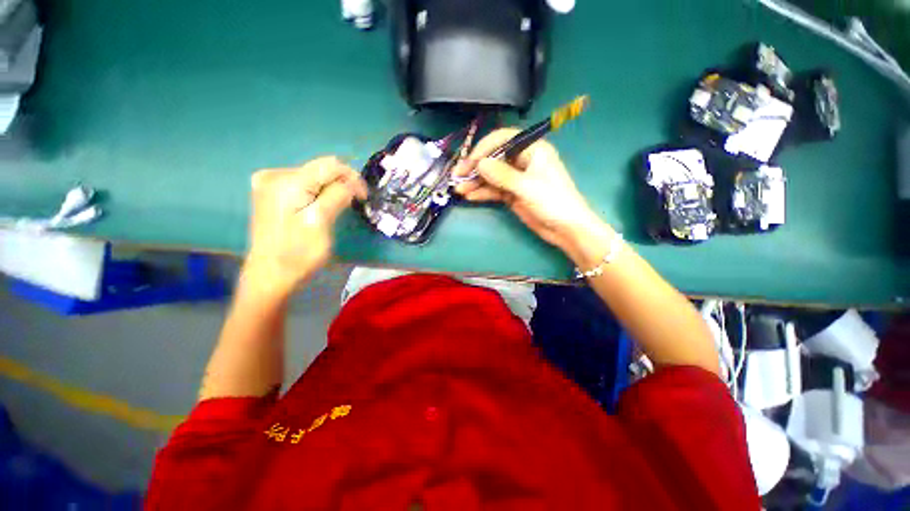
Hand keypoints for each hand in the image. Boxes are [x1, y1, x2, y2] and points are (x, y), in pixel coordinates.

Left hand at [245, 157, 366, 295]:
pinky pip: (302, 184)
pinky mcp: (270, 193)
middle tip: (355, 203)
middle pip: (320, 169)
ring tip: (339, 207)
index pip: (329, 165)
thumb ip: (337, 196)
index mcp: (287, 182)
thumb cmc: (298, 253)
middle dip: (342, 183)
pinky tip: (320, 206)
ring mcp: (268, 183)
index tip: (364, 197)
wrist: (270, 275)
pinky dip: (317, 192)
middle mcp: (274, 175)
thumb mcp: (321, 222)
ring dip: (330, 189)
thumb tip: (352, 183)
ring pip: (313, 177)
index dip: (352, 177)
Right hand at [453, 128, 608, 255]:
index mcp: (532, 149)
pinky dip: (482, 193)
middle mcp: (522, 161)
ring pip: (491, 176)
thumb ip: (502, 175)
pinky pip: (494, 190)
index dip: (484, 148)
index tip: (470, 162)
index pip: (503, 139)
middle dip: (475, 167)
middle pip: (494, 158)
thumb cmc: (553, 202)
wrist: (566, 229)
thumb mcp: (527, 187)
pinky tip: (470, 196)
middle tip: (457, 177)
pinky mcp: (512, 194)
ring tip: (459, 190)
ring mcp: (516, 179)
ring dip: (475, 182)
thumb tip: (479, 164)